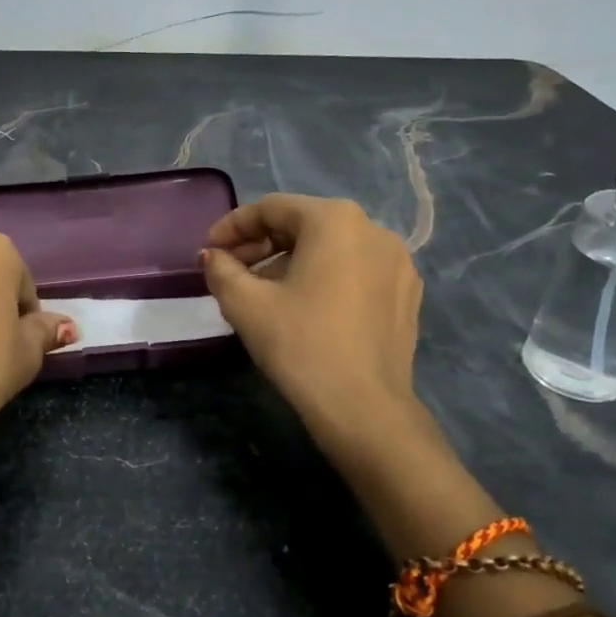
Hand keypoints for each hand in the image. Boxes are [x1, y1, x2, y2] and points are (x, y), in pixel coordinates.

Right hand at [201, 195, 423, 446]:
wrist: (364, 408)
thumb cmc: (300, 344)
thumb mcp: (245, 304)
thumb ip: (221, 269)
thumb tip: (212, 256)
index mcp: (335, 220)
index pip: (271, 208)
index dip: (232, 226)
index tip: (208, 251)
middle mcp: (373, 229)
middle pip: (303, 224)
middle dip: (261, 244)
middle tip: (231, 272)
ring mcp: (398, 262)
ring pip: (330, 248)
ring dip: (290, 261)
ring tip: (263, 292)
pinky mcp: (407, 293)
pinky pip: (355, 270)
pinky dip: (323, 277)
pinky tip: (304, 307)